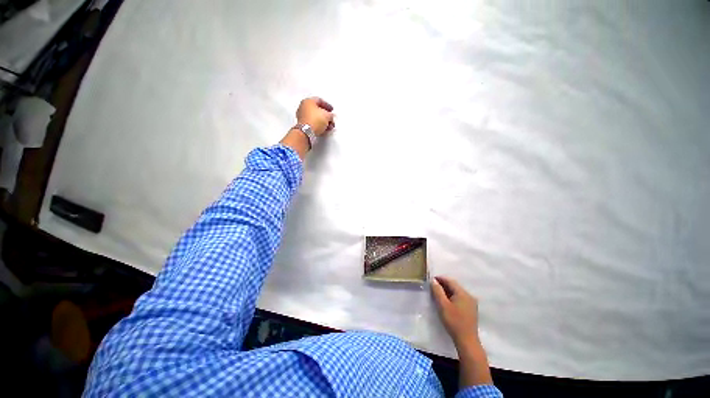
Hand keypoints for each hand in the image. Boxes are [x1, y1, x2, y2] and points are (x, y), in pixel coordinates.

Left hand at [296, 97, 334, 135]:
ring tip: (329, 126)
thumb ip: (331, 115)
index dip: (327, 105)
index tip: (331, 110)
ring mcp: (302, 116)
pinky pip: (312, 123)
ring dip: (323, 121)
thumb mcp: (327, 116)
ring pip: (315, 117)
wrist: (306, 131)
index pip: (319, 100)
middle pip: (317, 110)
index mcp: (308, 101)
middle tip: (330, 119)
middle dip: (325, 115)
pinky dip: (318, 125)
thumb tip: (331, 117)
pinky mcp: (302, 124)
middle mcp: (303, 107)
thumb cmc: (315, 120)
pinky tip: (323, 129)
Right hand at [431, 276, 479, 346]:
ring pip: (457, 292)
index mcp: (463, 293)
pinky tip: (446, 302)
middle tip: (433, 287)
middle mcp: (469, 295)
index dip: (440, 279)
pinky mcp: (471, 309)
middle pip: (454, 286)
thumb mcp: (442, 305)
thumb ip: (437, 291)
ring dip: (447, 291)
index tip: (431, 280)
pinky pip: (460, 298)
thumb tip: (433, 280)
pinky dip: (452, 297)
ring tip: (438, 294)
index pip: (450, 281)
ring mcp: (471, 303)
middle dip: (443, 285)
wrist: (467, 341)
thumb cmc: (453, 321)